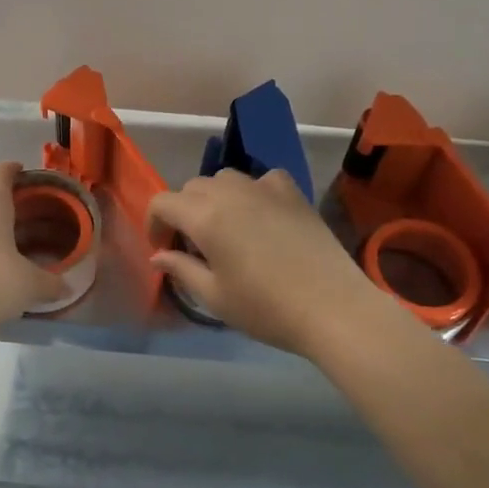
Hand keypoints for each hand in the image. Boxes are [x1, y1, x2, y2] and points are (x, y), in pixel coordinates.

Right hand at [149, 169, 396, 357]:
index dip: (155, 224)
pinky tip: (260, 215)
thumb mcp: (214, 297)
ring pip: (224, 179)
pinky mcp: (293, 192)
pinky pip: (261, 179)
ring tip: (226, 230)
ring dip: (215, 199)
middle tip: (194, 247)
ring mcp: (265, 187)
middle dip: (184, 212)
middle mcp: (231, 192)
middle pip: (192, 188)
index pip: (163, 202)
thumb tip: (159, 256)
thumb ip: (181, 269)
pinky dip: (251, 192)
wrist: (333, 307)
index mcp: (205, 217)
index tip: (164, 250)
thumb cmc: (266, 308)